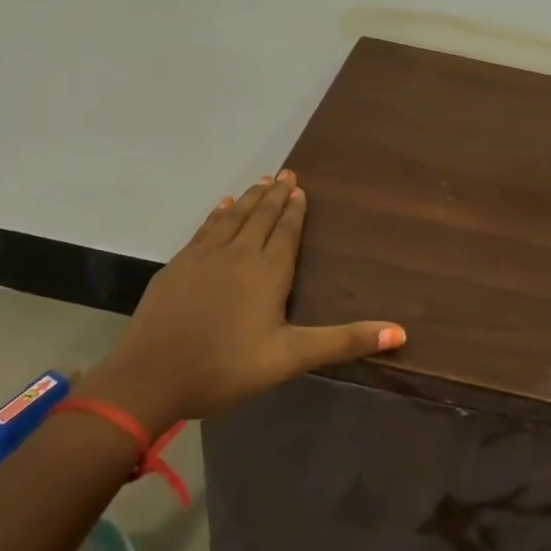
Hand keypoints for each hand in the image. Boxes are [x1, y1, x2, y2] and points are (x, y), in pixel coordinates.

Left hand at [75, 172, 404, 430]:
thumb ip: (344, 341)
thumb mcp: (291, 357)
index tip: (300, 187)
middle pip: (259, 216)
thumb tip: (400, 333)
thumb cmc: (226, 367)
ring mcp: (202, 257)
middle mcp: (237, 254)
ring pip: (231, 218)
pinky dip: (216, 215)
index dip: (295, 209)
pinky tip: (220, 207)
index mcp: (267, 272)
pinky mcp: (177, 267)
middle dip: (274, 194)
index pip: (285, 230)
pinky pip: (204, 230)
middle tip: (285, 172)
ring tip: (260, 181)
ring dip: (248, 198)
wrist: (149, 378)